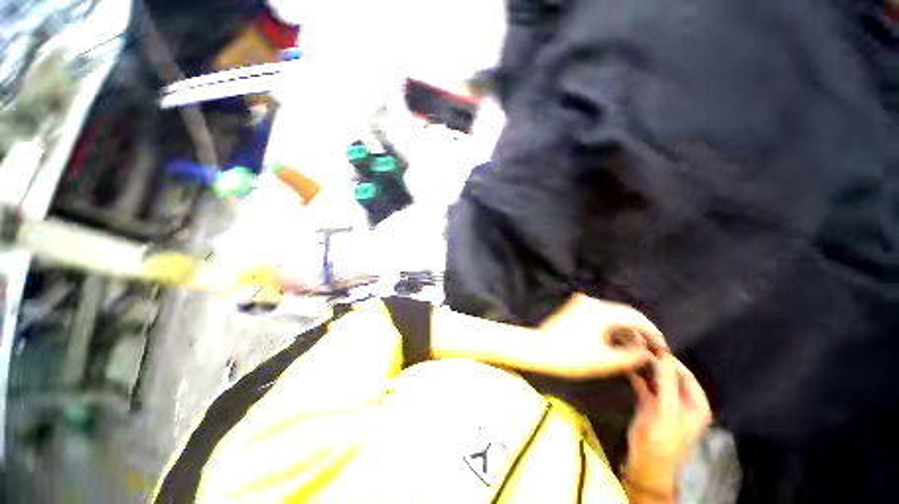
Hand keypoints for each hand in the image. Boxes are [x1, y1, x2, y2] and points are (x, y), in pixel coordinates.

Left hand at [536, 294, 667, 378]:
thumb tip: (649, 352)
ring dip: (627, 329)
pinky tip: (619, 341)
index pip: (636, 318)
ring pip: (613, 314)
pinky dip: (612, 326)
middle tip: (654, 349)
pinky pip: (601, 315)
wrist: (539, 349)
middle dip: (641, 331)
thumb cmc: (570, 357)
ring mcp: (582, 303)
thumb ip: (633, 356)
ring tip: (639, 348)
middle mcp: (592, 301)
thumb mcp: (606, 361)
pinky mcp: (575, 308)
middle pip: (625, 313)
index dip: (654, 333)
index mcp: (601, 311)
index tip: (664, 348)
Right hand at [625, 354, 711, 495]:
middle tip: (637, 345)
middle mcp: (682, 400)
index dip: (670, 359)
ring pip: (655, 378)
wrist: (646, 464)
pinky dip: (636, 375)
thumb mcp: (668, 412)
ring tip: (630, 351)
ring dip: (644, 366)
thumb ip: (667, 383)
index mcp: (696, 404)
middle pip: (669, 374)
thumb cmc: (664, 441)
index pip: (685, 374)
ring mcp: (665, 402)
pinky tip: (626, 366)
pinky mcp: (650, 404)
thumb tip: (664, 356)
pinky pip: (644, 385)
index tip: (652, 344)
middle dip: (654, 360)